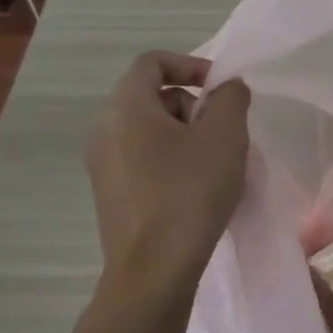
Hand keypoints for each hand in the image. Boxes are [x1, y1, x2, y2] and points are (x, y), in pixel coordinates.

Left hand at [85, 51, 251, 278]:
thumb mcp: (225, 136)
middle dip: (193, 105)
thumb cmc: (190, 192)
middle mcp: (104, 129)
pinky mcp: (110, 192)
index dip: (191, 65)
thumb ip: (230, 98)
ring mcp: (103, 164)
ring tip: (215, 164)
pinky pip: (143, 158)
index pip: (153, 62)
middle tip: (223, 132)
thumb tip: (227, 87)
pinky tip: (196, 188)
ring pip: (149, 130)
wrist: (154, 269)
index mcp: (125, 107)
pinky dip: (171, 159)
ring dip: (186, 135)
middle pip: (152, 96)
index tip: (221, 90)